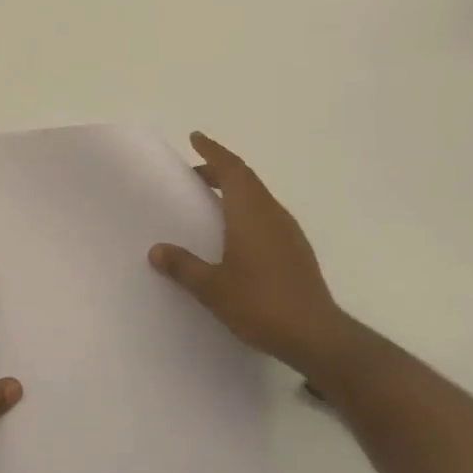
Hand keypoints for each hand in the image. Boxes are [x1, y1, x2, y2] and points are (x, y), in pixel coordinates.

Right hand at [149, 133, 345, 371]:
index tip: (195, 137)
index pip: (231, 169)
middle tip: (195, 171)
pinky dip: (247, 209)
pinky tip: (237, 232)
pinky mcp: (297, 250)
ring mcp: (288, 231)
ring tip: (212, 198)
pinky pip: (267, 214)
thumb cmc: (260, 304)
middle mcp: (271, 213)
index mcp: (250, 212)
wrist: (315, 334)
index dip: (212, 150)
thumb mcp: (212, 288)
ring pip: (258, 196)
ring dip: (235, 189)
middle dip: (219, 169)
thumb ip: (184, 267)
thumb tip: (156, 250)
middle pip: (245, 178)